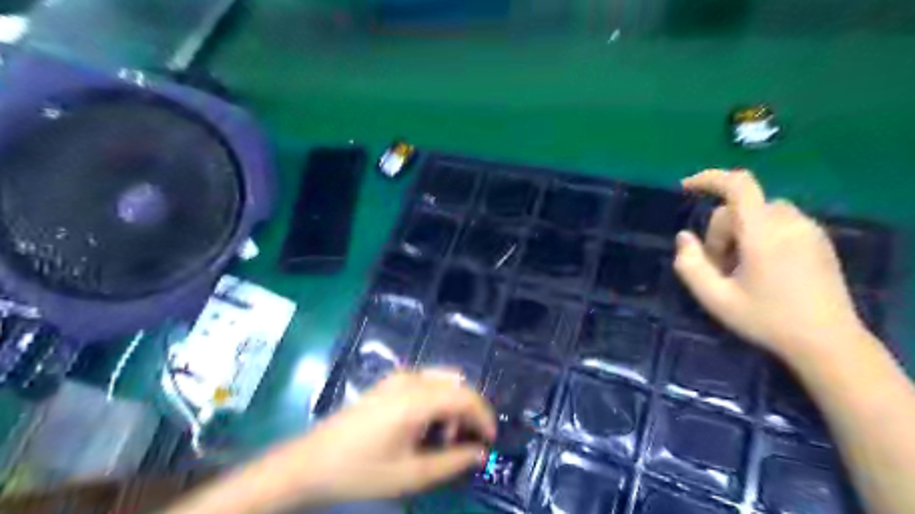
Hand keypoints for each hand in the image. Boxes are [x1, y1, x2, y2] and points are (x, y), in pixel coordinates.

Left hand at [240, 370, 493, 510]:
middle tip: (464, 443)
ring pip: (443, 381)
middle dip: (468, 411)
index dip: (484, 416)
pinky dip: (437, 400)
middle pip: (457, 384)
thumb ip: (451, 461)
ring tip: (441, 439)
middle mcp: (410, 379)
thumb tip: (479, 452)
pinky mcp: (389, 382)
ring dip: (452, 405)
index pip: (465, 396)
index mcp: (416, 399)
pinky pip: (426, 382)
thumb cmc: (360, 471)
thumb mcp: (410, 474)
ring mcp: (398, 377)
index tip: (490, 441)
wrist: (311, 461)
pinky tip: (424, 427)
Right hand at [674, 168, 866, 360]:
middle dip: (720, 231)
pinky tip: (761, 266)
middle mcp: (790, 223)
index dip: (709, 179)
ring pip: (759, 213)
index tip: (686, 188)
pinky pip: (778, 221)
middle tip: (718, 267)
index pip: (738, 186)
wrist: (828, 343)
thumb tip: (683, 237)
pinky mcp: (819, 239)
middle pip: (741, 208)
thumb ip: (690, 265)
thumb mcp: (715, 299)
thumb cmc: (767, 320)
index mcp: (764, 234)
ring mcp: (809, 230)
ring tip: (739, 268)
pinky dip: (759, 234)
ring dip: (739, 232)